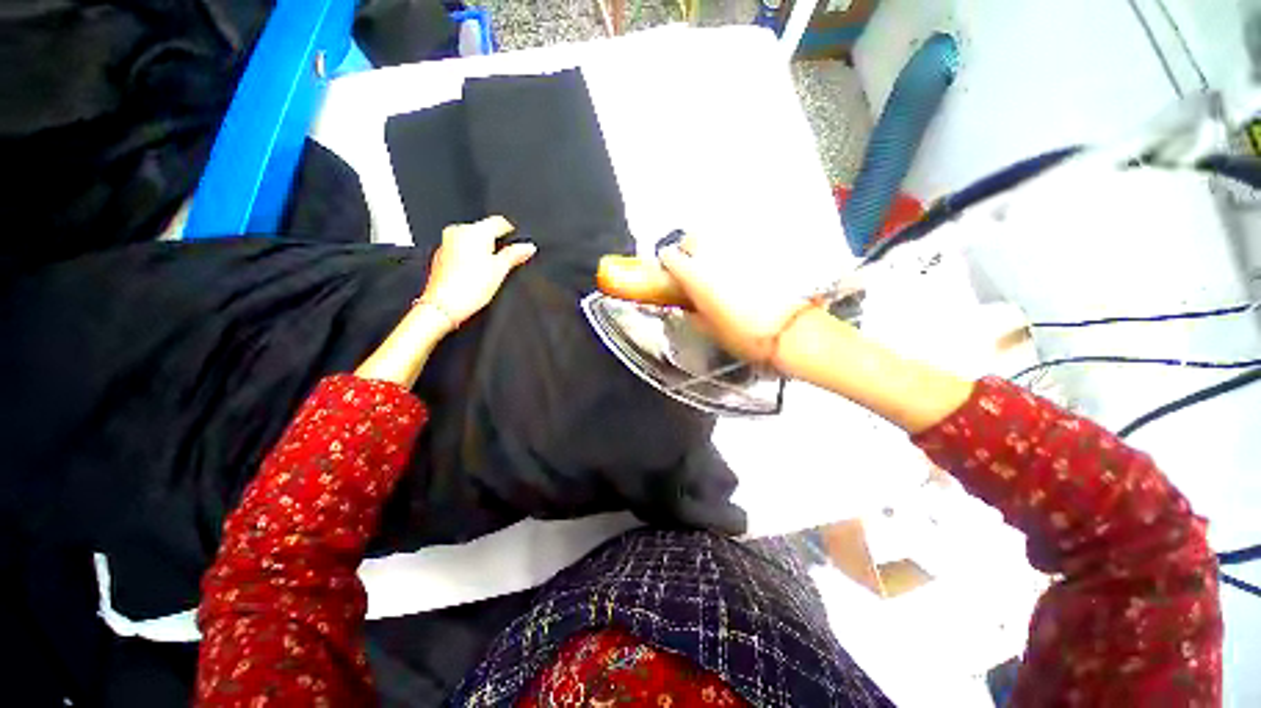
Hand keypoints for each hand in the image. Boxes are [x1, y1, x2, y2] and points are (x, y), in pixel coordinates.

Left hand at [418, 216, 536, 326]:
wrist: (444, 305)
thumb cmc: (469, 288)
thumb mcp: (500, 270)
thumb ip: (515, 255)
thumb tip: (528, 247)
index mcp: (474, 230)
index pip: (499, 221)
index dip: (512, 232)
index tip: (519, 242)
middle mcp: (458, 232)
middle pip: (484, 231)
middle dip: (496, 243)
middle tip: (507, 261)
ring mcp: (447, 243)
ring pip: (472, 241)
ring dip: (483, 251)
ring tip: (492, 270)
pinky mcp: (441, 256)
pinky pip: (460, 251)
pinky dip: (470, 258)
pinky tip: (476, 274)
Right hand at [657, 235, 816, 369]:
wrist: (791, 331)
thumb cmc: (745, 335)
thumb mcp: (709, 330)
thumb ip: (693, 315)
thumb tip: (688, 308)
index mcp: (695, 276)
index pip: (670, 256)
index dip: (667, 264)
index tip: (670, 272)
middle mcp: (714, 255)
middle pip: (692, 238)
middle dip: (689, 250)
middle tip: (695, 268)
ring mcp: (739, 250)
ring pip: (717, 239)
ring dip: (713, 252)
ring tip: (720, 270)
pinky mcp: (763, 250)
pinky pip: (742, 246)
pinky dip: (738, 255)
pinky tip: (744, 272)